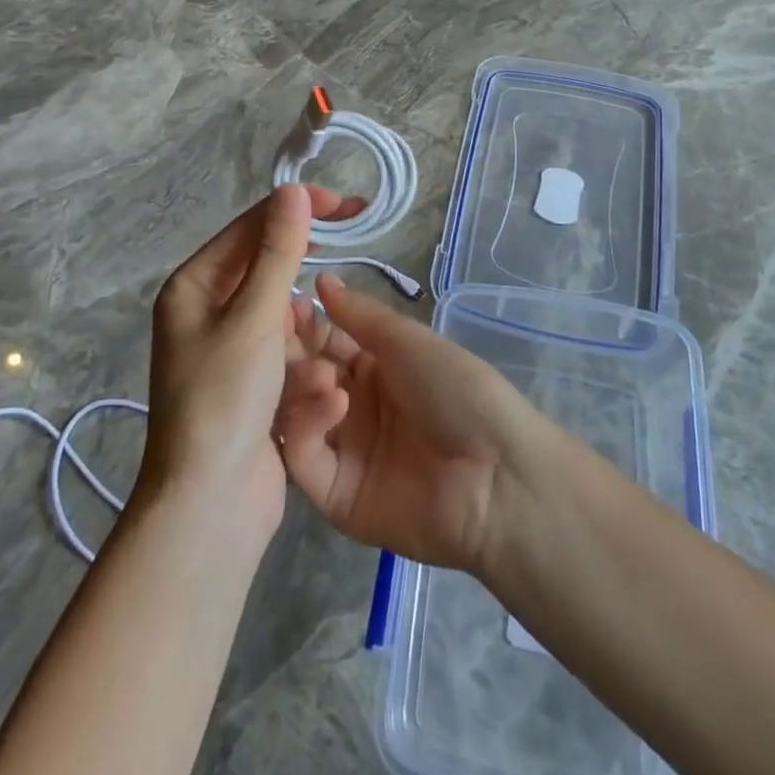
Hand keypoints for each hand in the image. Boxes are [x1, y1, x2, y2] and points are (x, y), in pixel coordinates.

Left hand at [135, 184, 360, 555]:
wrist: (207, 512)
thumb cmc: (224, 402)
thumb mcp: (254, 318)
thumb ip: (277, 252)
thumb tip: (292, 190)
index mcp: (194, 287)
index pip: (251, 227)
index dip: (298, 209)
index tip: (348, 205)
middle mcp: (206, 311)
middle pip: (269, 270)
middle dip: (309, 272)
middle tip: (357, 245)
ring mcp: (229, 350)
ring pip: (286, 318)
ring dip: (309, 340)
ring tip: (319, 374)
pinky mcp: (251, 385)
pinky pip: (288, 357)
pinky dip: (305, 371)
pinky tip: (318, 402)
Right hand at [276, 273, 542, 573]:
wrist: (496, 475)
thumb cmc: (457, 390)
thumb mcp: (408, 341)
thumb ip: (359, 314)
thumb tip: (321, 277)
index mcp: (375, 369)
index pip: (324, 342)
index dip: (304, 323)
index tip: (283, 303)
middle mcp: (354, 408)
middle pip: (304, 377)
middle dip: (291, 353)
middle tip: (278, 333)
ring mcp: (343, 453)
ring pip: (295, 415)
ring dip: (300, 386)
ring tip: (321, 372)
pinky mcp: (335, 497)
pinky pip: (303, 459)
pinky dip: (308, 426)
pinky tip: (334, 404)